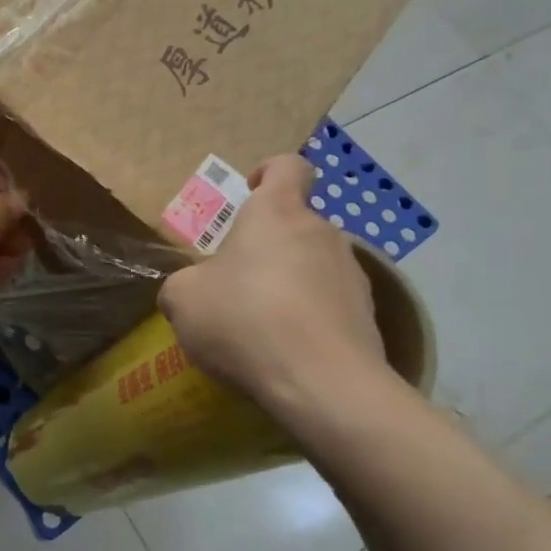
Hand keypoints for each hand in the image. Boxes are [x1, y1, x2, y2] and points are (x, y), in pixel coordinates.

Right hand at [158, 156, 386, 415]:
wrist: (321, 383)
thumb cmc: (243, 320)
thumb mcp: (182, 299)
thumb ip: (184, 283)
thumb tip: (193, 289)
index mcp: (276, 213)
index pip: (287, 167)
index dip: (268, 173)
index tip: (248, 195)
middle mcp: (321, 232)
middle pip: (294, 224)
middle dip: (267, 247)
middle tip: (235, 283)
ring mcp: (352, 273)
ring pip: (313, 265)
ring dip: (289, 284)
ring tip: (261, 326)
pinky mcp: (368, 315)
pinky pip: (330, 304)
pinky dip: (309, 318)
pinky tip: (286, 351)